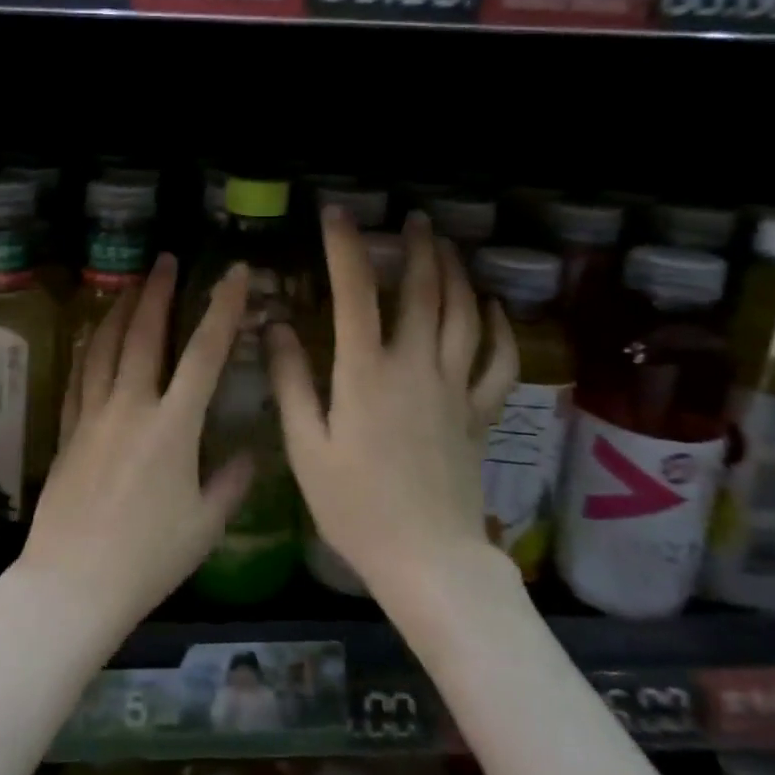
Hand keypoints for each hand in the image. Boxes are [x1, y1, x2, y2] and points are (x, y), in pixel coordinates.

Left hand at [16, 255, 254, 640]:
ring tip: (129, 284)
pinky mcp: (68, 430)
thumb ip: (229, 483)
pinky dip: (89, 348)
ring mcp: (93, 415)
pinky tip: (93, 336)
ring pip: (104, 347)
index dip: (222, 309)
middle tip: (163, 260)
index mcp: (173, 426)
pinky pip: (79, 375)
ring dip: (118, 310)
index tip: (233, 274)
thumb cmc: (147, 560)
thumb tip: (249, 454)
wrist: (72, 582)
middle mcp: (131, 407)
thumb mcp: (204, 527)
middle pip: (144, 335)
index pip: (204, 354)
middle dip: (157, 292)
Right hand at [268, 210, 518, 599]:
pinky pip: (498, 362)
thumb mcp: (305, 446)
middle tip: (413, 218)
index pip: (355, 294)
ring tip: (447, 247)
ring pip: (464, 316)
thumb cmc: (355, 506)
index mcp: (366, 373)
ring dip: (457, 274)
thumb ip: (291, 381)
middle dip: (418, 248)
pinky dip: (500, 329)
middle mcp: (416, 367)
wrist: (428, 561)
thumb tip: (275, 326)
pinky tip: (493, 308)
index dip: (345, 247)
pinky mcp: (479, 414)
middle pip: (424, 292)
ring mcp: (455, 389)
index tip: (336, 213)